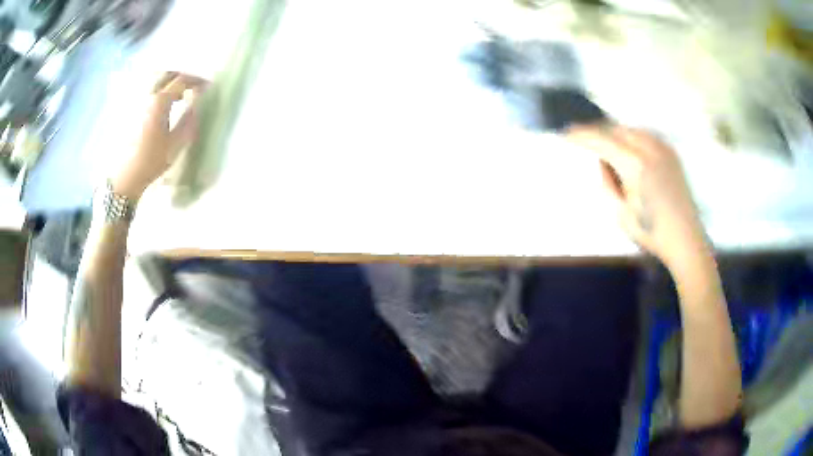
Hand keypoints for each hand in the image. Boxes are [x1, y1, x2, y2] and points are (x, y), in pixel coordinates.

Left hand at [111, 72, 209, 199]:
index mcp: (159, 101)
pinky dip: (156, 90)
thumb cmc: (151, 161)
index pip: (181, 81)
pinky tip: (161, 102)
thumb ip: (189, 120)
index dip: (197, 81)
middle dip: (182, 77)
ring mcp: (136, 100)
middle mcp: (147, 95)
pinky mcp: (129, 109)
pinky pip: (145, 90)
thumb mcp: (175, 144)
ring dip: (168, 82)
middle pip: (167, 74)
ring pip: (154, 80)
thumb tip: (197, 105)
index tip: (206, 87)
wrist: (126, 176)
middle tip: (192, 87)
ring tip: (177, 94)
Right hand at [567, 125, 709, 270]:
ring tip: (603, 142)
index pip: (601, 140)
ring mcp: (662, 147)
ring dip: (614, 132)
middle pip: (615, 128)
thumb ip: (607, 182)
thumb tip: (602, 161)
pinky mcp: (671, 152)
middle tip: (581, 137)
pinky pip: (645, 134)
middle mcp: (648, 147)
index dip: (582, 135)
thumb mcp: (620, 213)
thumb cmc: (651, 231)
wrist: (686, 239)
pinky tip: (627, 146)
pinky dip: (631, 136)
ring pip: (630, 128)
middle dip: (597, 131)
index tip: (566, 133)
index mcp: (634, 164)